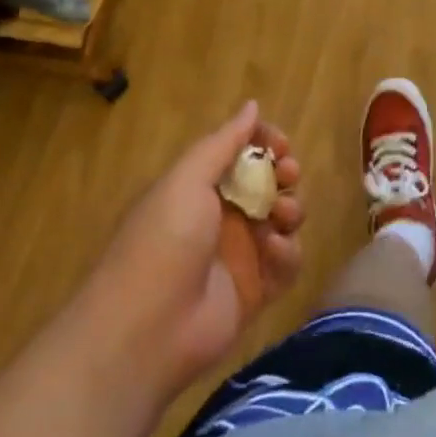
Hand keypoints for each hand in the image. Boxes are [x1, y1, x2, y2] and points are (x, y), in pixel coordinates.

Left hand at [81, 102, 302, 398]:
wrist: (146, 331)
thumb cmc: (164, 241)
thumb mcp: (187, 180)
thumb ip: (223, 142)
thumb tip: (252, 105)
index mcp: (200, 188)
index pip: (242, 153)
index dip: (265, 143)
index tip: (281, 144)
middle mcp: (222, 217)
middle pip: (268, 183)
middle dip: (284, 174)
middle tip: (288, 175)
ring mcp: (240, 255)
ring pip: (282, 220)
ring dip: (289, 210)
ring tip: (279, 215)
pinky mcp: (256, 292)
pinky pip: (286, 263)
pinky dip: (287, 253)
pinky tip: (273, 251)